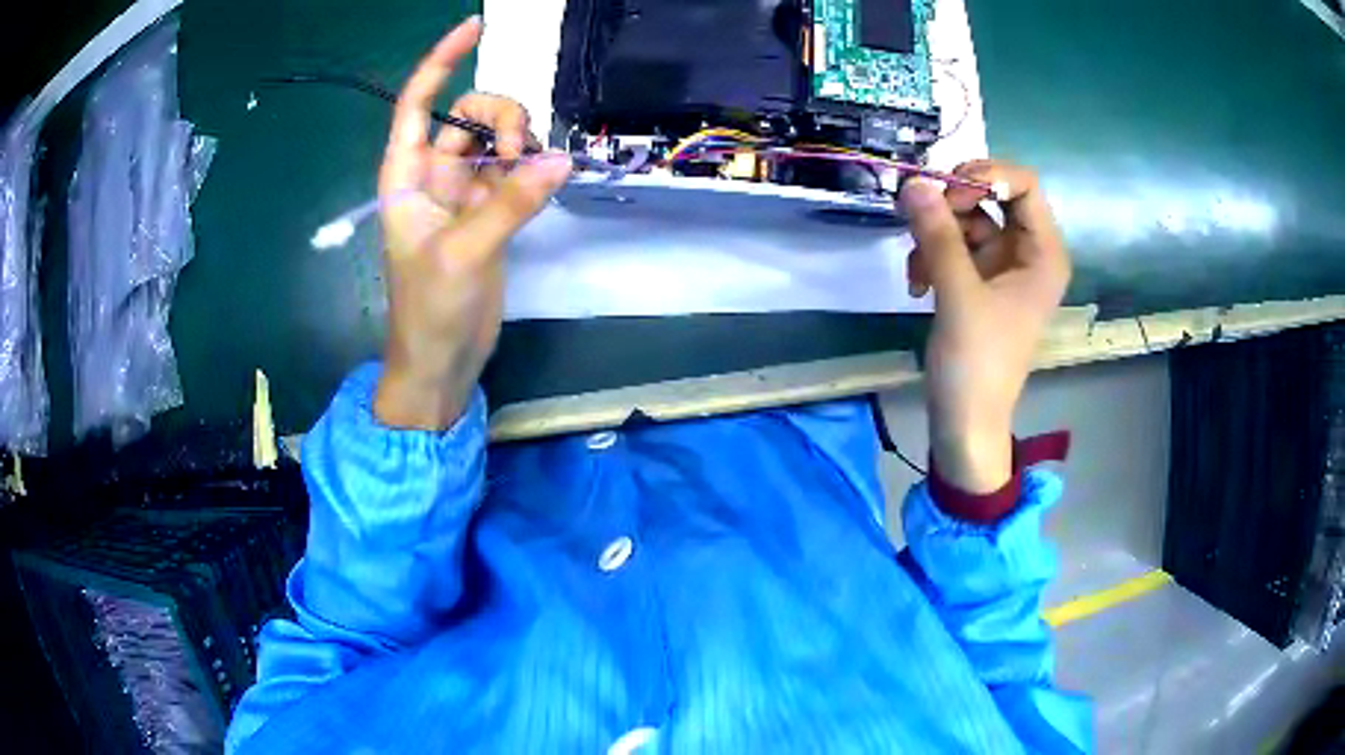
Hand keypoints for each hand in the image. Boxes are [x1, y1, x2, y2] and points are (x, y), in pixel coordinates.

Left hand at [374, 17, 571, 429]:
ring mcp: (463, 193)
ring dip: (519, 143)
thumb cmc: (429, 310)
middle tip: (517, 154)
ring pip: (495, 140)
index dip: (440, 63)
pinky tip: (547, 179)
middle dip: (499, 117)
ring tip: (533, 173)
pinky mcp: (489, 213)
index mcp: (406, 176)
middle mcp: (433, 175)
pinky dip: (532, 168)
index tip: (474, 28)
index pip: (417, 103)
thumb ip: (511, 204)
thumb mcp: (463, 254)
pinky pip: (514, 171)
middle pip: (469, 114)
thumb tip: (560, 160)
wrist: (442, 360)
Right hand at [901, 161, 1069, 492]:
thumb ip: (938, 235)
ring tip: (915, 269)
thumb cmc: (977, 364)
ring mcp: (1002, 265)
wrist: (965, 422)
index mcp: (1043, 253)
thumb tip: (912, 182)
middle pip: (991, 196)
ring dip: (934, 234)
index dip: (985, 178)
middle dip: (952, 205)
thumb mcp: (959, 295)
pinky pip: (953, 245)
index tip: (948, 194)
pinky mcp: (979, 280)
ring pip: (966, 219)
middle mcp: (1027, 251)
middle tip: (920, 220)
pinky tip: (916, 284)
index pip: (1023, 185)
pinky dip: (930, 255)